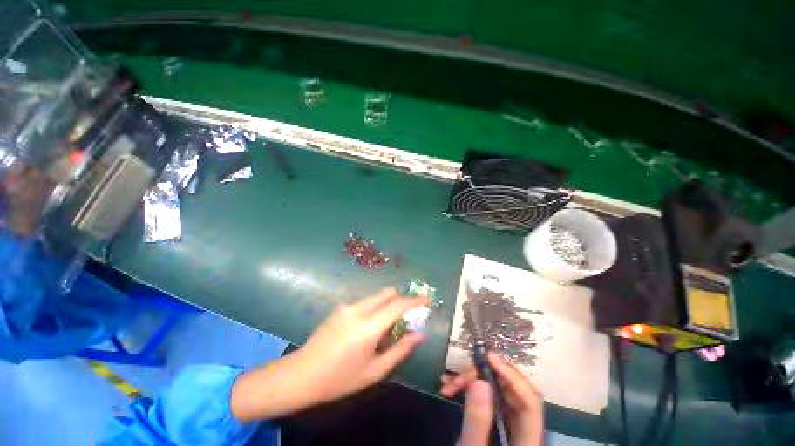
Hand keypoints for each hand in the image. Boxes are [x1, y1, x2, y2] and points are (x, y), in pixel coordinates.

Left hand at [232, 288, 425, 421]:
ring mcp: (347, 306)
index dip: (415, 300)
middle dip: (400, 300)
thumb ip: (400, 350)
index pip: (397, 305)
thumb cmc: (340, 379)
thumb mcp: (374, 371)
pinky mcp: (340, 307)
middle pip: (387, 293)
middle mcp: (358, 309)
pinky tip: (364, 331)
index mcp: (368, 327)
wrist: (302, 374)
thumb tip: (419, 335)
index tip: (427, 299)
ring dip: (386, 307)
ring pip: (376, 297)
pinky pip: (365, 303)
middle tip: (405, 318)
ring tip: (382, 331)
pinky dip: (373, 310)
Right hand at [440, 352, 543, 445]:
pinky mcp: (497, 420)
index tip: (489, 357)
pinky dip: (471, 389)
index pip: (531, 403)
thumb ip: (478, 421)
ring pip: (498, 391)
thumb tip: (481, 381)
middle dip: (485, 377)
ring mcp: (510, 423)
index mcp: (528, 441)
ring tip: (449, 384)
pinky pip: (487, 397)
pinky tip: (452, 387)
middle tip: (460, 377)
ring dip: (473, 382)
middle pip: (513, 392)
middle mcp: (524, 428)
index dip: (513, 376)